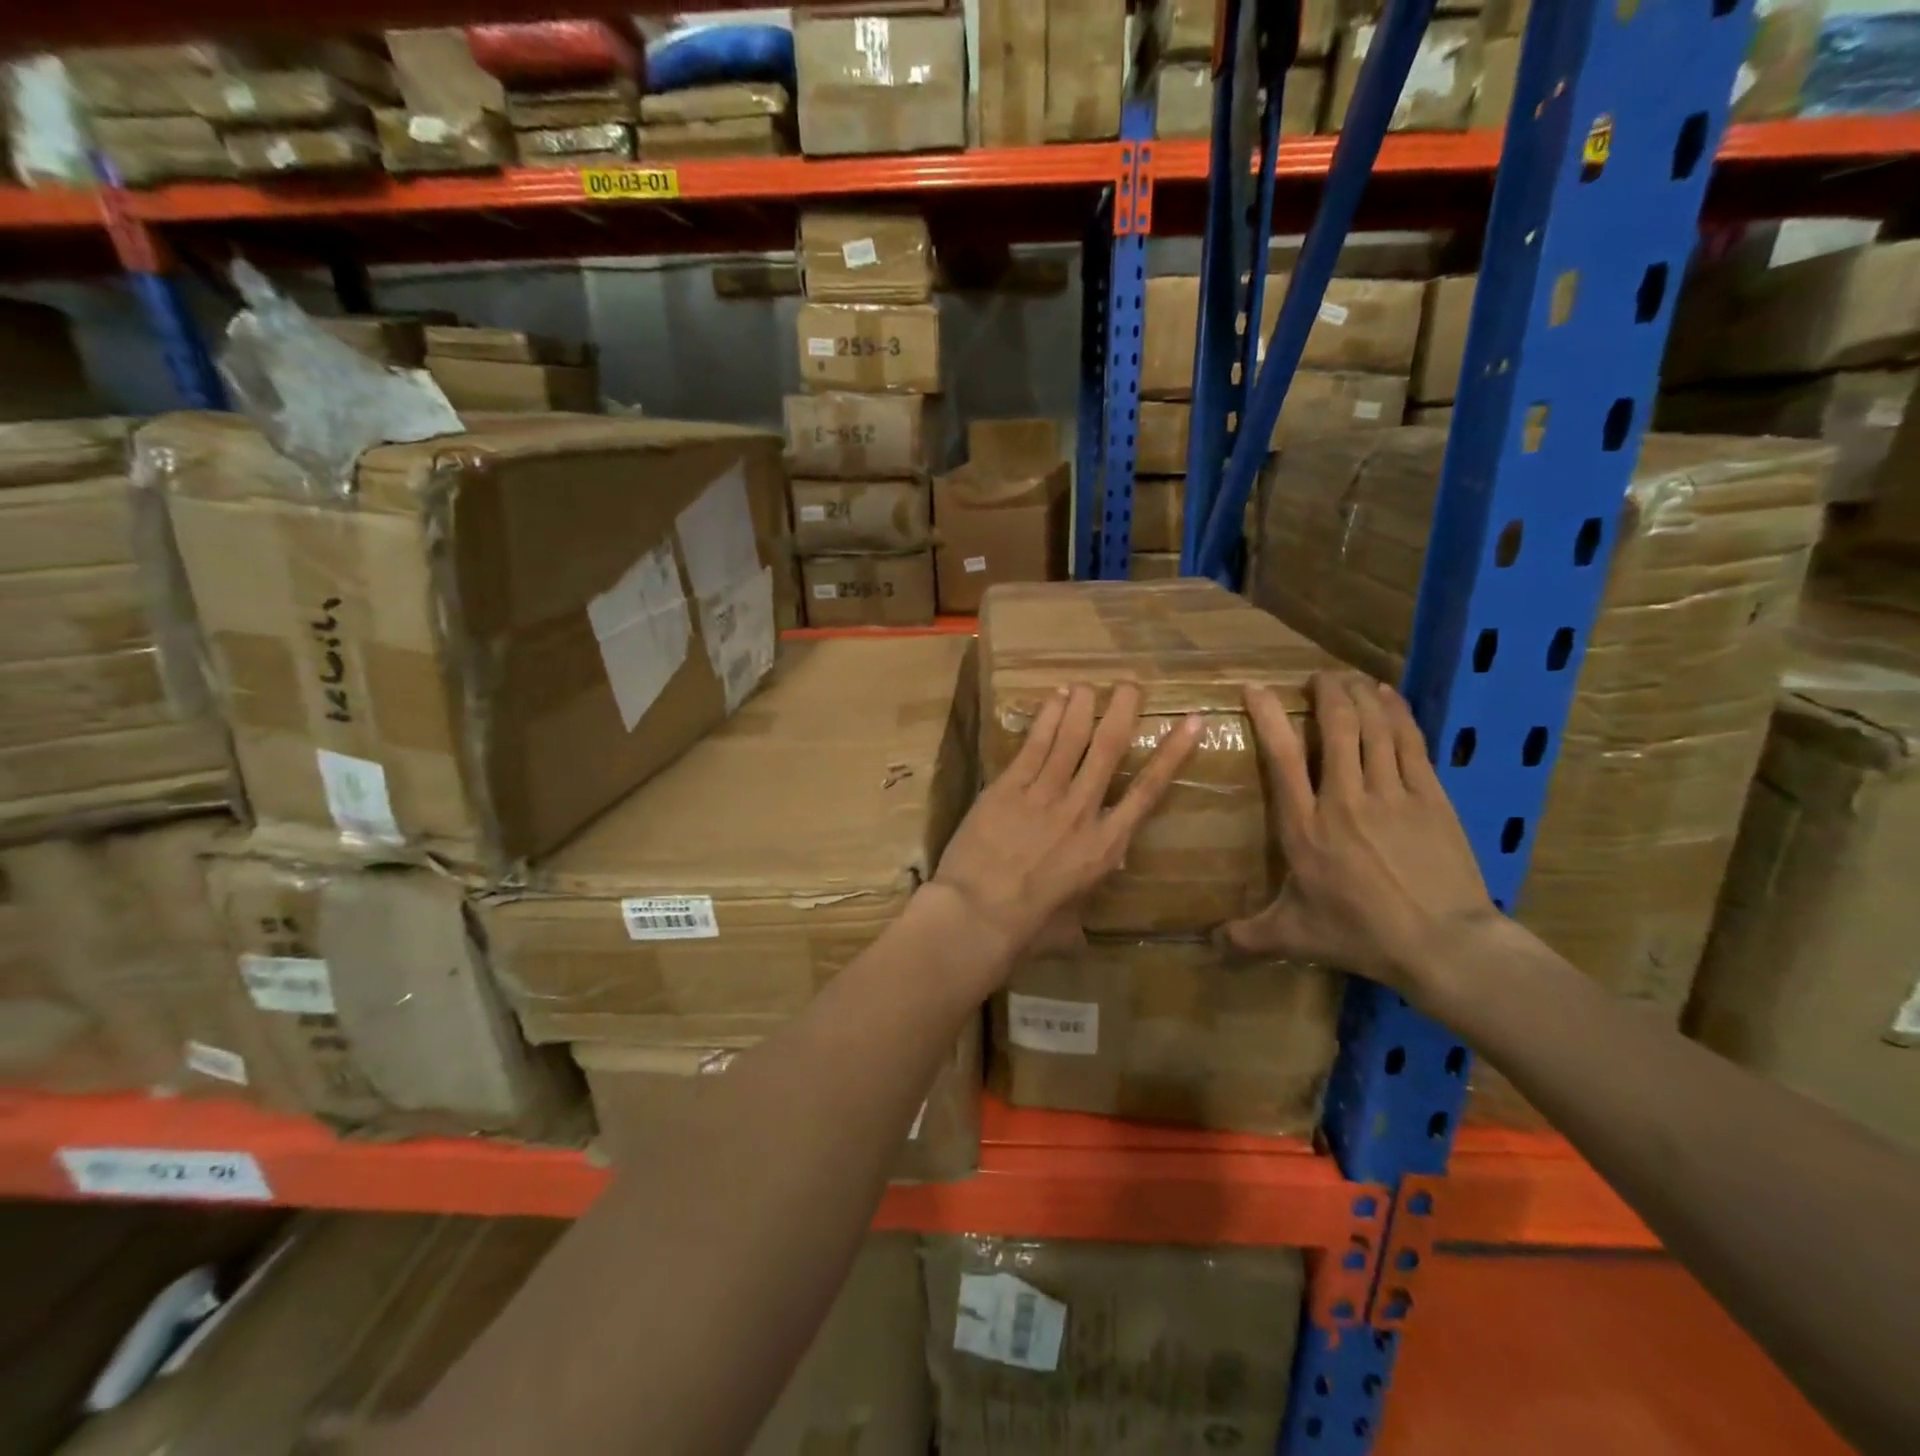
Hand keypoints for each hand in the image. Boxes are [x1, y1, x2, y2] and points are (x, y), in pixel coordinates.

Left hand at [933, 683, 1202, 967]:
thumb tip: (1097, 888)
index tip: (1192, 722)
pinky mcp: (1009, 787)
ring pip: (1071, 738)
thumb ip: (1088, 890)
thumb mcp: (1073, 915)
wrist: (978, 915)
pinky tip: (1055, 698)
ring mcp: (1044, 795)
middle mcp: (1082, 811)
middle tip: (1131, 685)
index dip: (1173, 754)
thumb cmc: (1027, 926)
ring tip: (1090, 685)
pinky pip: (1034, 745)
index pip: (1148, 790)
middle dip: (1123, 711)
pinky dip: (1047, 719)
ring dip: (1083, 706)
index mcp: (1106, 846)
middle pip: (1108, 749)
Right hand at [1224, 671, 1501, 1008]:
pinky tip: (1389, 697)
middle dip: (1326, 693)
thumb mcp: (1294, 936)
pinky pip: (1411, 742)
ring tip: (1349, 678)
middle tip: (1318, 677)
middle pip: (1336, 728)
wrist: (1443, 944)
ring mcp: (1391, 794)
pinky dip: (1398, 713)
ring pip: (1374, 727)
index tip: (1256, 688)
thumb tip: (1209, 945)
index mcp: (1304, 827)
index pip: (1282, 757)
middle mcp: (1344, 798)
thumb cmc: (1360, 935)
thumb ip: (1248, 936)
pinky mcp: (1430, 797)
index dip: (1268, 716)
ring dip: (1360, 695)